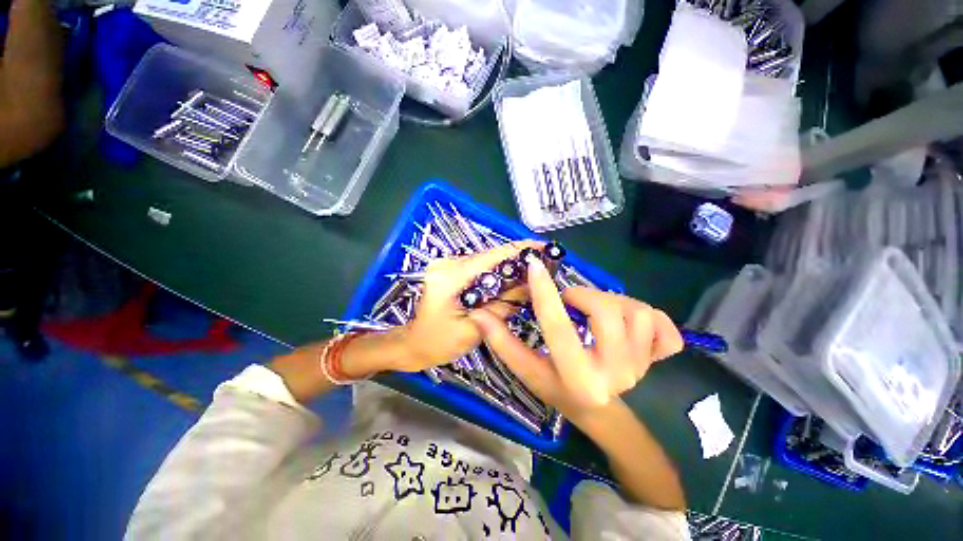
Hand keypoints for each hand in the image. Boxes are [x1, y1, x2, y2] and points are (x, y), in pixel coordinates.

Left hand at [391, 242, 539, 371]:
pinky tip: (509, 281)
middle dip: (517, 261)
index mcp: (449, 277)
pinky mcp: (449, 270)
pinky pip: (478, 268)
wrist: (413, 344)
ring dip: (507, 267)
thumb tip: (532, 285)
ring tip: (530, 275)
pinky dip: (495, 273)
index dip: (520, 249)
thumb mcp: (475, 329)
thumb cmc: (439, 343)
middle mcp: (446, 263)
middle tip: (543, 267)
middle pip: (489, 257)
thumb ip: (503, 305)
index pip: (491, 256)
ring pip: (485, 262)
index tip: (545, 247)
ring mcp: (446, 264)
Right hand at [468, 257, 682, 420]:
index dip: (544, 294)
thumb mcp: (528, 370)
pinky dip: (649, 316)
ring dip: (613, 302)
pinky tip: (631, 323)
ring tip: (597, 312)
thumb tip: (478, 314)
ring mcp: (643, 367)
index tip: (534, 266)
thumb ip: (503, 342)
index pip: (558, 328)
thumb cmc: (558, 389)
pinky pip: (664, 325)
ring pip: (637, 312)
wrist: (600, 411)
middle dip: (584, 296)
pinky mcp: (659, 360)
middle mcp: (615, 374)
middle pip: (607, 313)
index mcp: (577, 378)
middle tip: (572, 300)